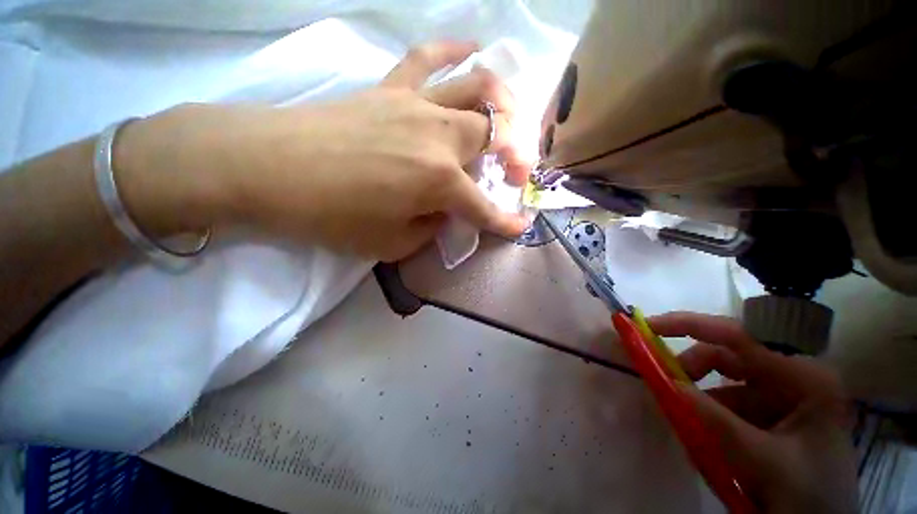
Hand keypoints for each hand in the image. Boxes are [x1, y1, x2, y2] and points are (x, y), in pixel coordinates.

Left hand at [119, 41, 530, 260]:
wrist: (267, 170)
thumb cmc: (331, 217)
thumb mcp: (391, 243)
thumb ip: (428, 228)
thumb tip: (444, 212)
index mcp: (439, 182)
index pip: (484, 206)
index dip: (505, 220)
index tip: (521, 226)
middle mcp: (439, 138)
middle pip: (494, 134)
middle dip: (516, 154)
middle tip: (515, 171)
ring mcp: (416, 105)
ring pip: (477, 88)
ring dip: (503, 103)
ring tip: (510, 118)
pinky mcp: (391, 88)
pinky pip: (430, 58)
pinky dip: (456, 50)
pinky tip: (473, 48)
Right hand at [648, 312, 856, 513]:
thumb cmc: (807, 496)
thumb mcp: (763, 462)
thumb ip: (715, 422)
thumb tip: (667, 384)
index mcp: (805, 378)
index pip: (741, 336)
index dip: (691, 325)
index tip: (649, 326)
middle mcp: (794, 377)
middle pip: (729, 356)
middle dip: (692, 368)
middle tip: (663, 381)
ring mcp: (783, 395)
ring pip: (725, 381)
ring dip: (699, 397)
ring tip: (684, 421)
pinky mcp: (771, 412)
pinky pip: (728, 402)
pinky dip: (708, 413)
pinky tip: (704, 438)